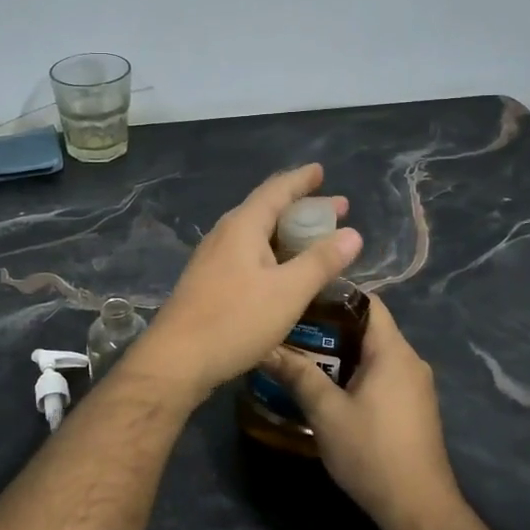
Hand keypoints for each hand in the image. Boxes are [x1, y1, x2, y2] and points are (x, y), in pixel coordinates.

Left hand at [133, 164, 362, 397]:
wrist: (177, 359)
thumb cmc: (235, 320)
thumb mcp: (288, 292)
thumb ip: (321, 261)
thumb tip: (352, 233)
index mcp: (243, 226)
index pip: (276, 190)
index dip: (301, 179)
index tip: (321, 170)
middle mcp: (225, 234)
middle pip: (266, 209)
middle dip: (302, 207)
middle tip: (335, 210)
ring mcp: (213, 258)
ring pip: (256, 234)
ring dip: (287, 233)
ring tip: (314, 239)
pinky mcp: (209, 282)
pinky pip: (247, 254)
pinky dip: (272, 253)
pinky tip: (283, 271)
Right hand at [258, 293, 461, 529]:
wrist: (418, 509)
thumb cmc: (372, 452)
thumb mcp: (326, 412)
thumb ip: (298, 375)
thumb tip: (265, 348)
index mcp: (393, 352)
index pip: (367, 301)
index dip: (335, 294)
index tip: (301, 297)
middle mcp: (410, 361)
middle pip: (368, 327)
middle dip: (330, 326)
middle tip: (291, 328)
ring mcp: (415, 385)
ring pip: (374, 353)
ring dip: (340, 352)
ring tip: (301, 356)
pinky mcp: (413, 407)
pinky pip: (381, 374)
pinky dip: (355, 372)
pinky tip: (327, 387)